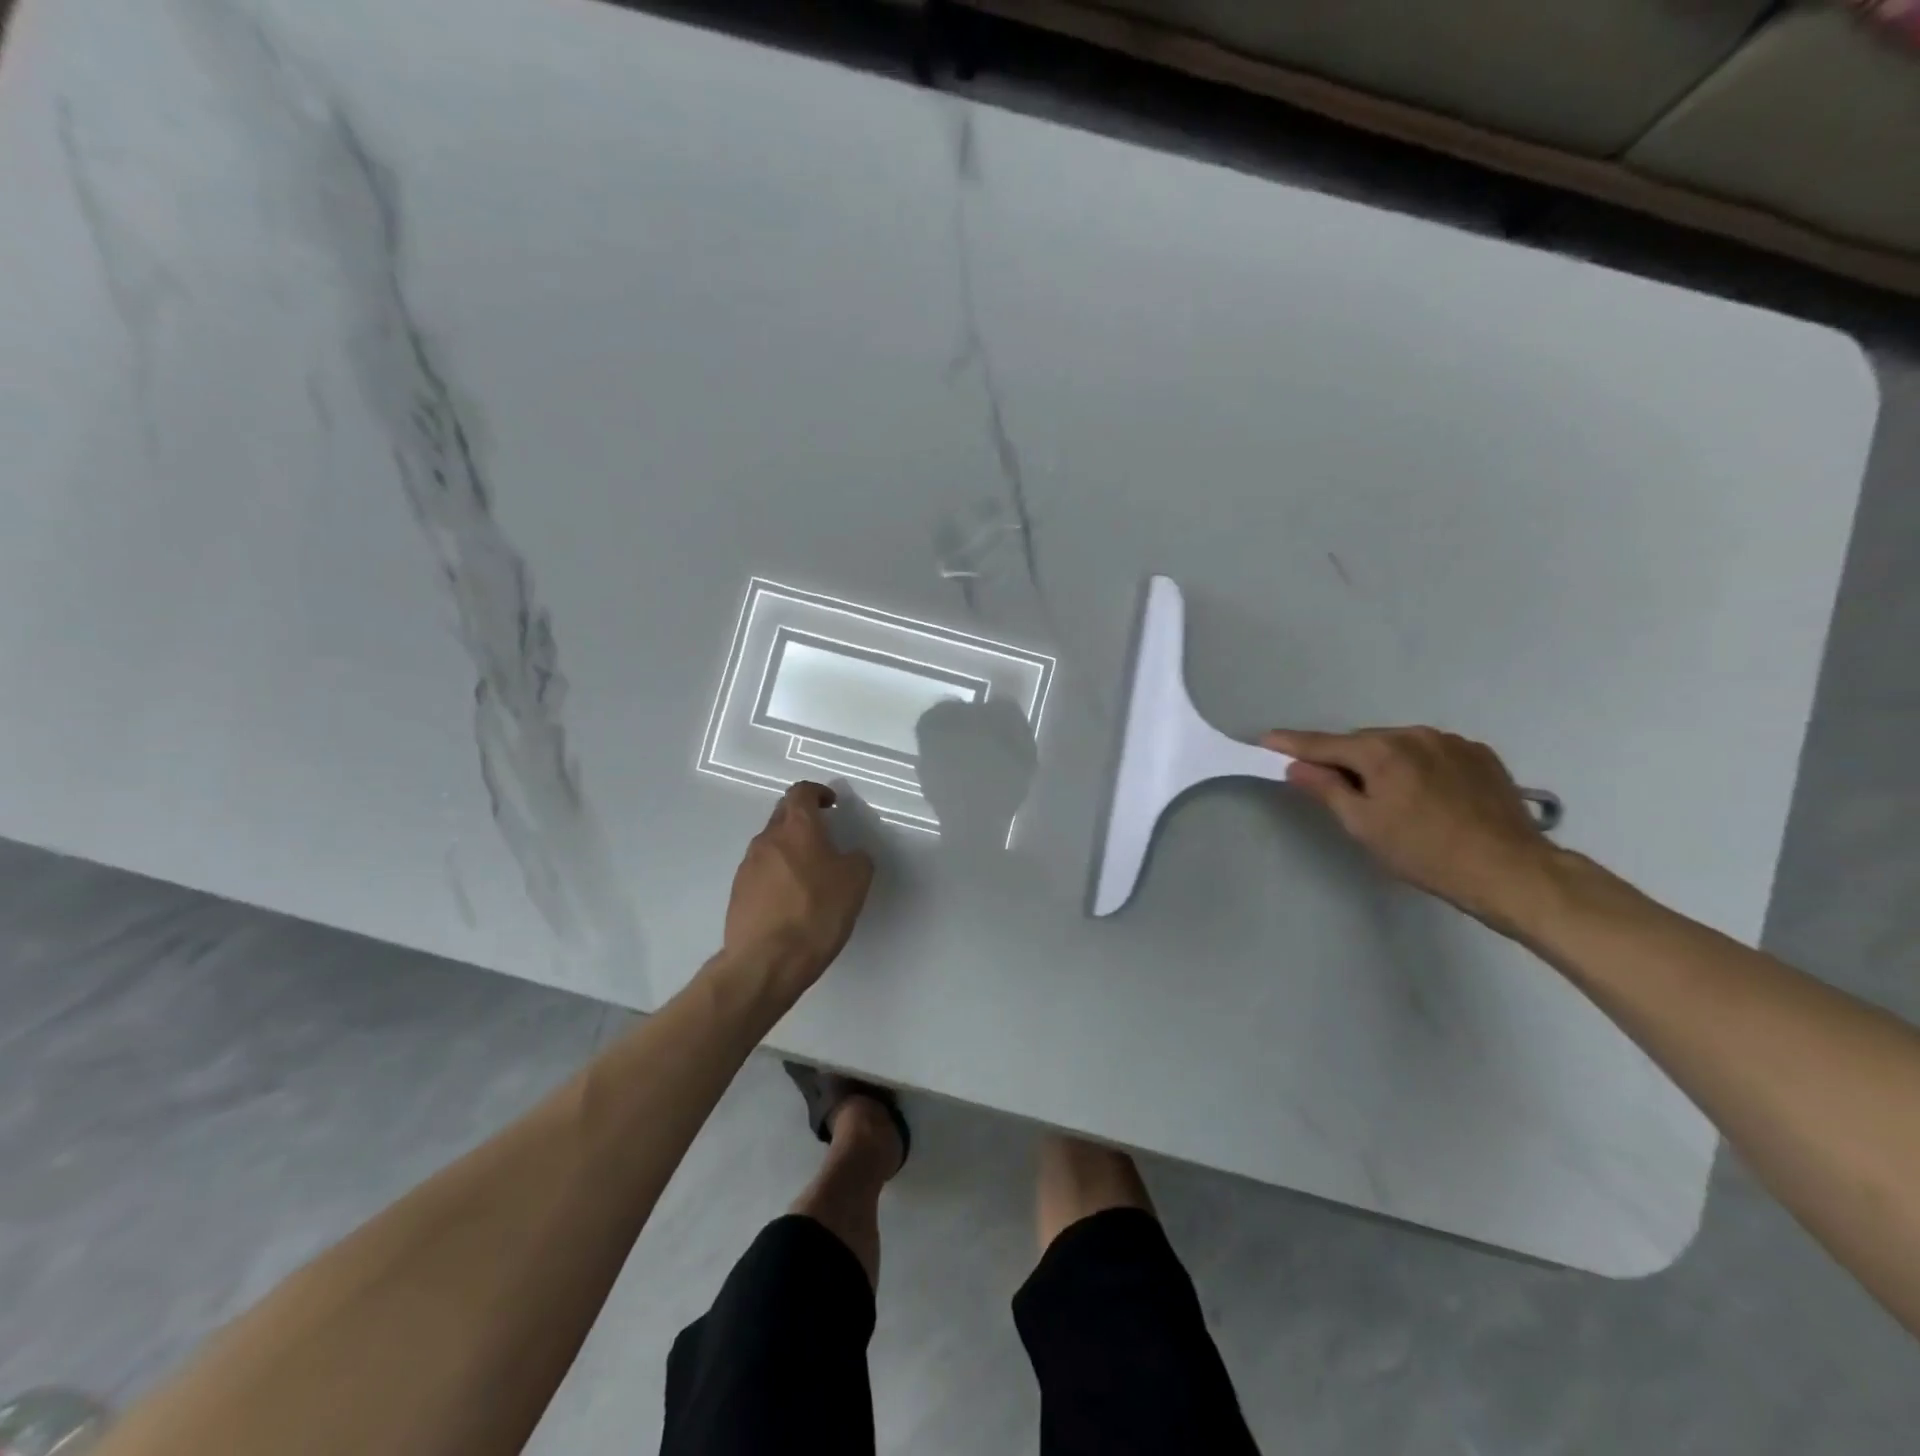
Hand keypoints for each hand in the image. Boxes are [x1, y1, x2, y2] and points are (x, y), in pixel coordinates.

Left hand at [723, 781, 874, 991]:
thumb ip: (857, 859)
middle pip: (783, 815)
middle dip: (803, 819)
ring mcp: (747, 866)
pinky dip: (777, 875)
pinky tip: (791, 899)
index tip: (831, 804)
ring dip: (789, 849)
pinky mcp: (738, 893)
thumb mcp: (856, 882)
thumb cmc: (816, 913)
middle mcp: (767, 839)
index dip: (817, 793)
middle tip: (824, 836)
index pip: (801, 792)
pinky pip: (761, 872)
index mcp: (796, 828)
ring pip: (771, 845)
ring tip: (810, 873)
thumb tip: (851, 855)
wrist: (766, 961)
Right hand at [1263, 726, 1560, 930]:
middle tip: (1333, 788)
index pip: (1323, 744)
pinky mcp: (1480, 755)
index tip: (1266, 740)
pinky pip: (1431, 753)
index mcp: (1381, 750)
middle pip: (1362, 743)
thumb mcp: (1363, 825)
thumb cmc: (1424, 852)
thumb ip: (1326, 789)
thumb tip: (1297, 766)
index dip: (1291, 744)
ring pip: (1398, 746)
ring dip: (1382, 762)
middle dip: (1343, 759)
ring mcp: (1451, 742)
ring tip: (1386, 796)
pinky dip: (1416, 766)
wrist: (1511, 870)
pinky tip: (1424, 795)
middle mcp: (1414, 734)